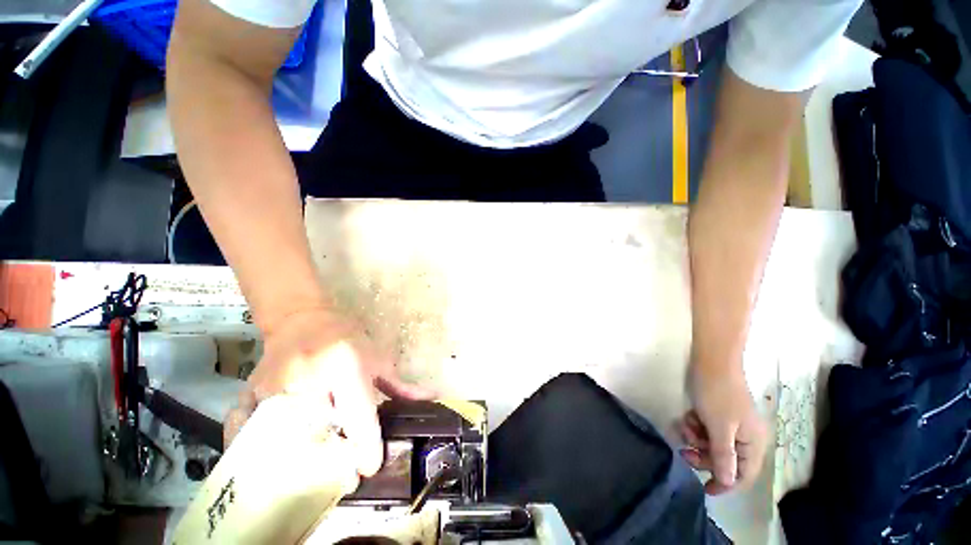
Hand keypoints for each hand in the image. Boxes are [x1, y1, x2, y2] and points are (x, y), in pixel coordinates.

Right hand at [224, 307, 433, 476]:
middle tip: (343, 476)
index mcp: (347, 367)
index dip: (365, 446)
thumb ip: (401, 385)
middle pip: (317, 433)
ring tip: (312, 477)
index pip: (357, 414)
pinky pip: (243, 431)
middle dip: (332, 461)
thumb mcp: (379, 358)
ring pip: (282, 439)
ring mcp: (274, 387)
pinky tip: (264, 466)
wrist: (303, 318)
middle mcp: (309, 379)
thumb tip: (431, 398)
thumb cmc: (348, 338)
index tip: (370, 466)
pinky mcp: (249, 392)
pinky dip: (250, 452)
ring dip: (297, 462)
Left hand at [678, 363, 767, 494]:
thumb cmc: (717, 394)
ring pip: (712, 443)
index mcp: (754, 443)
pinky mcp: (718, 411)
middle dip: (703, 457)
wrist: (711, 360)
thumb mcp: (720, 428)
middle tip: (683, 452)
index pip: (744, 475)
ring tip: (684, 427)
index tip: (705, 489)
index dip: (725, 484)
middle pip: (725, 459)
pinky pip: (706, 428)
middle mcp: (746, 436)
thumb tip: (728, 481)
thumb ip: (724, 456)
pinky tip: (687, 417)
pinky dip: (695, 426)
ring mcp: (731, 422)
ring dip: (696, 439)